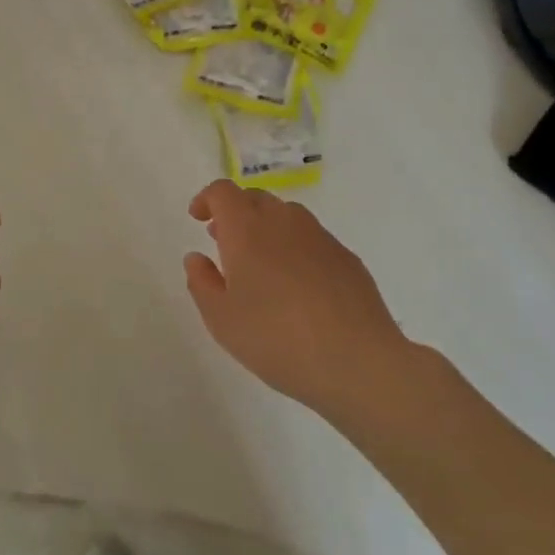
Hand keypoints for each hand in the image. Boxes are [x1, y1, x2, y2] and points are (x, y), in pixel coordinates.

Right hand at [183, 179, 408, 416]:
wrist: (357, 362)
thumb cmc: (276, 339)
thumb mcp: (221, 319)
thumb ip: (202, 282)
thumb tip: (197, 258)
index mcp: (247, 230)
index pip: (223, 192)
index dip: (207, 199)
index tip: (198, 219)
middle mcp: (284, 222)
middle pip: (255, 198)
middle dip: (235, 212)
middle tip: (224, 242)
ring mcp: (320, 237)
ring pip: (286, 216)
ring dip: (266, 227)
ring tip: (260, 264)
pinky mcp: (347, 257)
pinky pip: (312, 239)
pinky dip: (295, 248)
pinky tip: (297, 286)